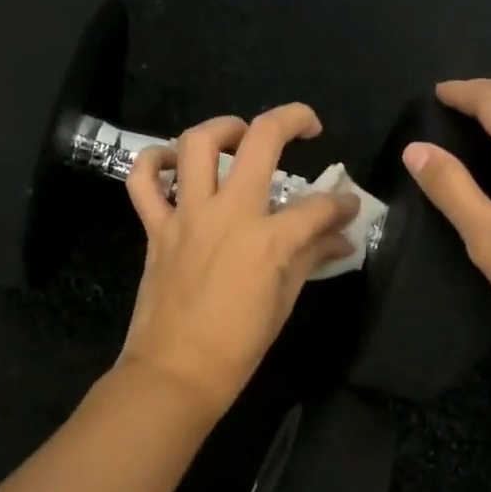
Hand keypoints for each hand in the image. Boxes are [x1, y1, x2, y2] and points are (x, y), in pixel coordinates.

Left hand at [118, 104, 357, 421]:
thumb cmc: (238, 345)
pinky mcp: (156, 227)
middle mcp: (229, 213)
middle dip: (291, 120)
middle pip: (262, 142)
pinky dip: (152, 163)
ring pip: (197, 144)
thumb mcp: (284, 301)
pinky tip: (171, 162)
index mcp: (269, 239)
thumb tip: (341, 239)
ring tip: (238, 133)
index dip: (341, 204)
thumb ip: (311, 258)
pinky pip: (143, 181)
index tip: (347, 208)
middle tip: (305, 125)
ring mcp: (188, 215)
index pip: (318, 206)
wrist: (176, 371)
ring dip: (222, 127)